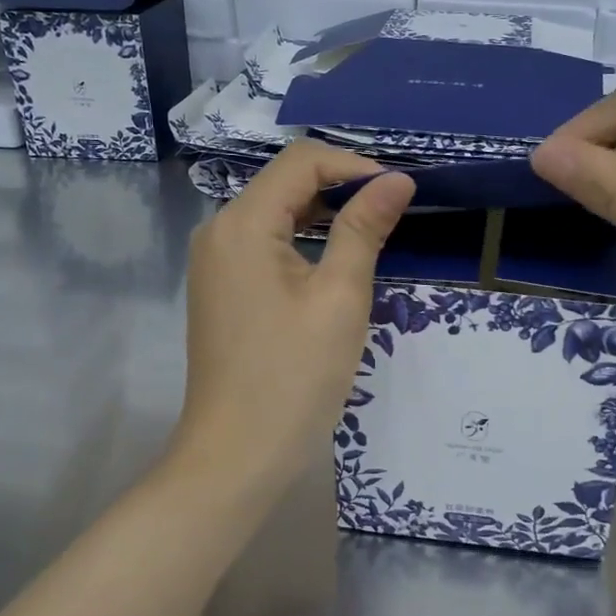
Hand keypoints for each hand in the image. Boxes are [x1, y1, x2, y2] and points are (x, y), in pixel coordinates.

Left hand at [172, 141, 414, 499]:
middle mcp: (219, 231)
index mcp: (242, 224)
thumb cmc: (294, 376)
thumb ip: (365, 229)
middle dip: (342, 187)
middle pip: (285, 183)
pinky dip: (304, 242)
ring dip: (326, 215)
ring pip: (276, 213)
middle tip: (394, 212)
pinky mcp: (223, 289)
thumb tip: (398, 180)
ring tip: (374, 234)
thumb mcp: (340, 297)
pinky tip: (337, 262)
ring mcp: (216, 262)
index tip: (399, 192)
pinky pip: (266, 245)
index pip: (301, 161)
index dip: (354, 165)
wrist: (238, 454)